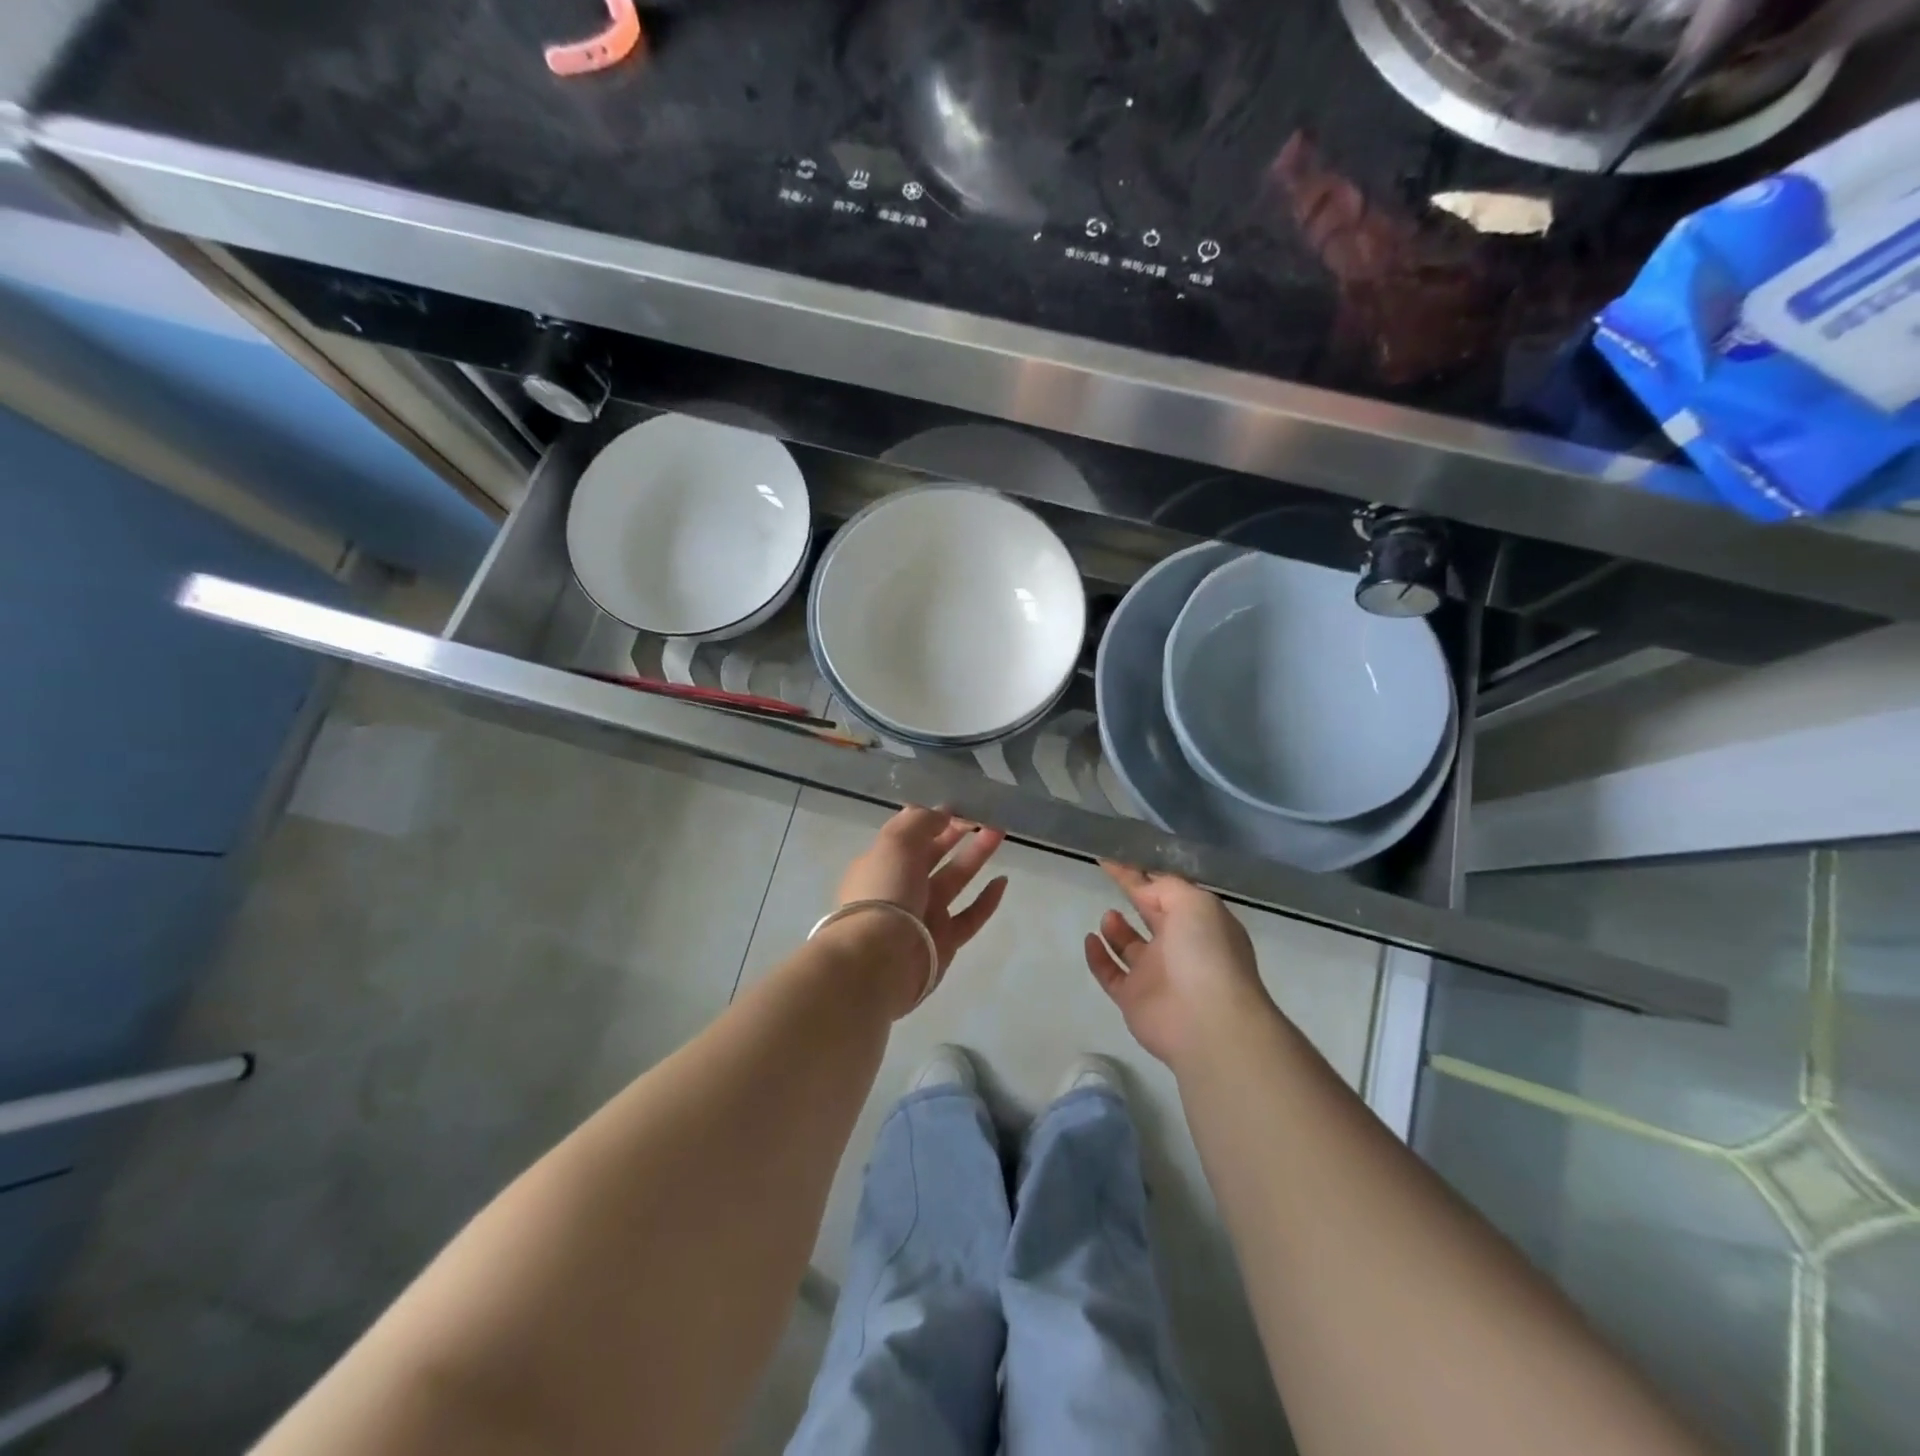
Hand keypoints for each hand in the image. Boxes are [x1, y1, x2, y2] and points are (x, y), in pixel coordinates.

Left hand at [837, 807, 1009, 981]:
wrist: (881, 959)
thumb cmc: (884, 891)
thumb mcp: (896, 842)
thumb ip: (920, 822)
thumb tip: (942, 814)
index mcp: (881, 863)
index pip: (907, 835)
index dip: (930, 818)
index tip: (958, 805)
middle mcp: (901, 888)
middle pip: (932, 855)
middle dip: (955, 833)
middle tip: (982, 815)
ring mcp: (924, 915)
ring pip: (954, 879)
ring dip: (976, 856)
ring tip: (999, 832)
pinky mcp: (944, 941)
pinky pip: (970, 917)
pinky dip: (987, 900)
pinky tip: (1002, 881)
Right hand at [1084, 862, 1272, 1066]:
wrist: (1208, 1021)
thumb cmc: (1206, 953)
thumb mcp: (1194, 903)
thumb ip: (1165, 888)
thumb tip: (1141, 887)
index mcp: (1199, 923)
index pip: (1166, 892)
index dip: (1140, 875)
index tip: (1113, 859)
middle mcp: (1179, 947)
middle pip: (1151, 916)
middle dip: (1135, 897)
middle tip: (1109, 880)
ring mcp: (1155, 974)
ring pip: (1130, 946)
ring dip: (1116, 928)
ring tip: (1108, 916)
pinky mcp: (1133, 998)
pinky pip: (1110, 973)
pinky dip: (1098, 956)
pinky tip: (1090, 940)